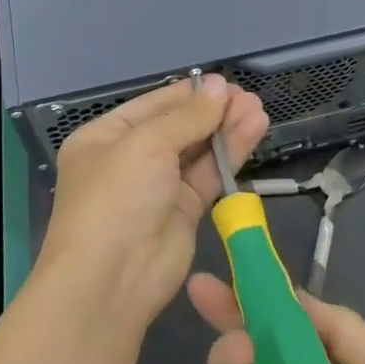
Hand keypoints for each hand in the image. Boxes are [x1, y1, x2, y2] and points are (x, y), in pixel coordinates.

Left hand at [36, 78, 268, 330]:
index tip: (224, 83)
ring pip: (198, 150)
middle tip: (248, 96)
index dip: (189, 94)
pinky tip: (254, 130)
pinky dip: (231, 154)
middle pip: (178, 126)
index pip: (153, 106)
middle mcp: (131, 159)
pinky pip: (209, 174)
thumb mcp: (146, 145)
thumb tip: (220, 86)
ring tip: (258, 108)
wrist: (111, 280)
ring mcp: (158, 186)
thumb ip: (188, 116)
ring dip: (227, 129)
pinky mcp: (184, 211)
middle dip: (213, 111)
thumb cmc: (116, 198)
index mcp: (106, 137)